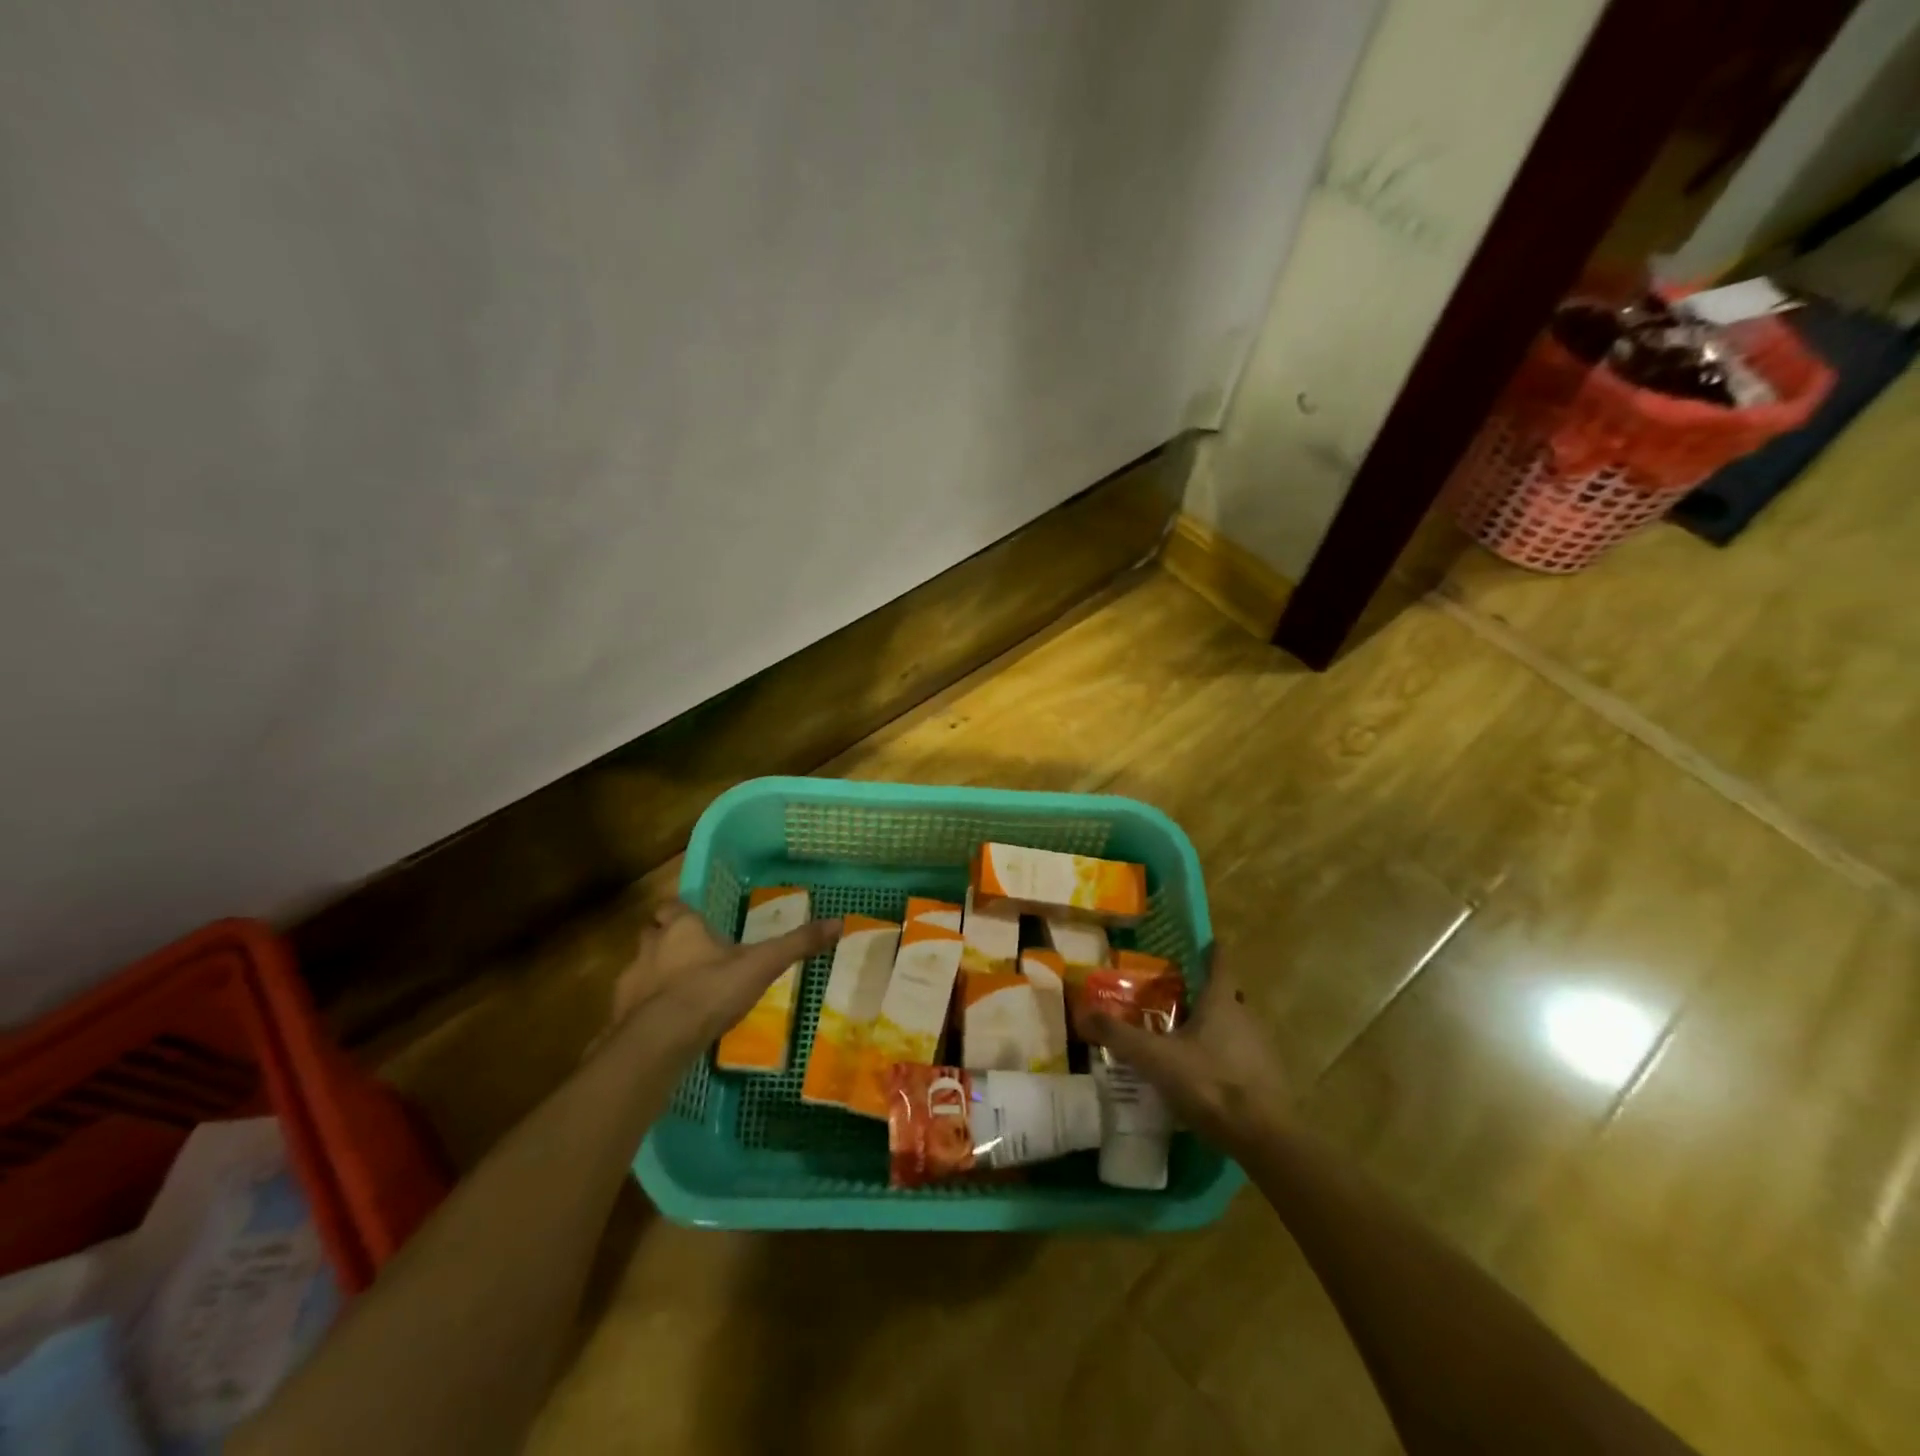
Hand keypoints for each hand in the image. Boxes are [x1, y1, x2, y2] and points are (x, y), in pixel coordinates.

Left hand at [603, 898, 840, 1058]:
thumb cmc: (711, 991)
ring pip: (639, 969)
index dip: (683, 914)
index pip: (674, 907)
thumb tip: (838, 922)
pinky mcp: (618, 1016)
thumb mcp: (762, 965)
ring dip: (655, 976)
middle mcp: (650, 947)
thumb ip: (796, 944)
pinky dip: (645, 1011)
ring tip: (680, 995)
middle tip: (690, 956)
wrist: (659, 1040)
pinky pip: (631, 1007)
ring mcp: (630, 982)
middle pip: (652, 934)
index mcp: (683, 928)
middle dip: (666, 941)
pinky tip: (665, 1026)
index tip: (696, 923)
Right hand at [1082, 946, 1291, 1153]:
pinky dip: (1223, 1056)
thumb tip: (1081, 1012)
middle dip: (1204, 994)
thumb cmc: (1209, 1083)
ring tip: (1184, 1037)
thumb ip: (1119, 1035)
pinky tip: (1202, 1074)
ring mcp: (1261, 1048)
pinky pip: (1241, 1056)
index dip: (1211, 950)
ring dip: (1214, 1027)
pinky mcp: (1267, 1078)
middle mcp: (1245, 1017)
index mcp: (1221, 1002)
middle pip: (1226, 996)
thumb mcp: (1155, 1058)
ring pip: (1235, 1026)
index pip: (1220, 963)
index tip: (1204, 942)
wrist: (1263, 1137)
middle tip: (1176, 996)